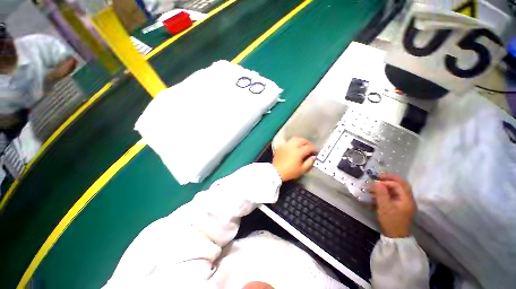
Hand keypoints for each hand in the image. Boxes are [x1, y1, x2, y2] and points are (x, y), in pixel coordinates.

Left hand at [272, 137, 316, 181]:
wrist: (276, 172)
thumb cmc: (290, 172)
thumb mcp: (302, 170)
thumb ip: (309, 162)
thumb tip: (314, 157)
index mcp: (298, 152)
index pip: (309, 147)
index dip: (314, 149)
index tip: (316, 152)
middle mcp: (292, 146)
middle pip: (302, 140)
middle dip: (307, 142)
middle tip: (310, 147)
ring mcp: (285, 145)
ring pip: (295, 139)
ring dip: (300, 140)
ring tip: (302, 145)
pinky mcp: (280, 146)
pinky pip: (288, 142)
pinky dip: (293, 143)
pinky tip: (293, 147)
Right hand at [370, 174, 415, 237]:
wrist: (395, 235)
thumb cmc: (391, 221)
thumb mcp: (384, 207)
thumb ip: (381, 193)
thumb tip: (377, 182)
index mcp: (407, 199)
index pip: (398, 184)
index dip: (386, 181)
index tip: (375, 181)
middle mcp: (408, 199)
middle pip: (400, 184)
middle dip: (389, 179)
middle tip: (377, 177)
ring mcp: (405, 202)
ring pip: (397, 188)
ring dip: (387, 184)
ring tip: (376, 185)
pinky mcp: (400, 205)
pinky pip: (394, 193)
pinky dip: (386, 190)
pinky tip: (378, 192)